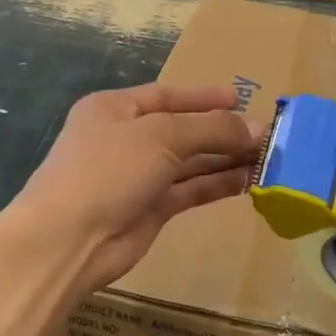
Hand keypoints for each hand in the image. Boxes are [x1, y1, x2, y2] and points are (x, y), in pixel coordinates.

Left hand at [16, 83, 258, 294]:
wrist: (68, 240)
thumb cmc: (108, 170)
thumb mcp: (161, 136)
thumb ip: (210, 129)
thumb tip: (257, 127)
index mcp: (115, 108)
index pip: (167, 96)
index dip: (204, 98)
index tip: (241, 100)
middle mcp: (125, 139)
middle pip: (182, 129)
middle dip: (222, 131)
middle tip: (267, 135)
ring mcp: (137, 176)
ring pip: (189, 162)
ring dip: (224, 159)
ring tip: (266, 157)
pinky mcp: (149, 209)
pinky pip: (189, 190)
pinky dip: (216, 184)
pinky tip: (247, 181)